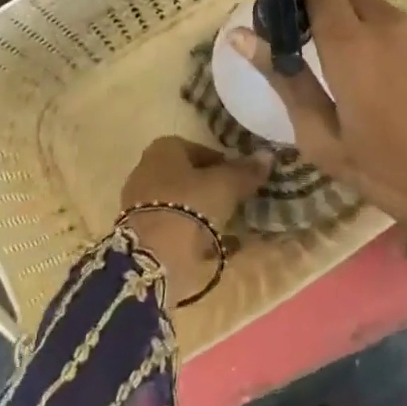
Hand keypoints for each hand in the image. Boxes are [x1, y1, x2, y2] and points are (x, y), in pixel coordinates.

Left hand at [118, 136, 268, 303]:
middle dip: (211, 190)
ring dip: (202, 214)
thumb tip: (267, 156)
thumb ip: (245, 171)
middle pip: (188, 177)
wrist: (152, 256)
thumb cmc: (189, 206)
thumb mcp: (225, 186)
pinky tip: (212, 249)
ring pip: (180, 204)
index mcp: (164, 149)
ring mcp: (139, 203)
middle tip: (236, 204)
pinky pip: (173, 228)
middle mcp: (146, 170)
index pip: (201, 150)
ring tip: (228, 229)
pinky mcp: (139, 233)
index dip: (224, 164)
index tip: (241, 181)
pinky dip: (191, 236)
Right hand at [229, 0, 406, 251]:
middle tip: (301, 30)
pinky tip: (378, 72)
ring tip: (338, 57)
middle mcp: (386, 21)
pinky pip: (396, 17)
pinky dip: (375, 26)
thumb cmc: (390, 173)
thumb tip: (241, 37)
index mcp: (350, 43)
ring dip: (346, 9)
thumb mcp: (323, 138)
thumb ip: (284, 79)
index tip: (278, 6)